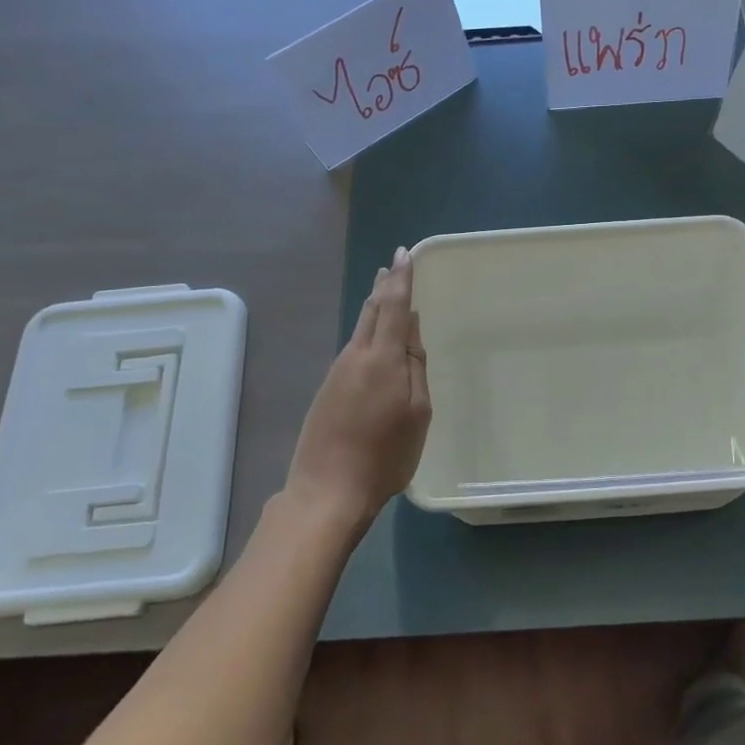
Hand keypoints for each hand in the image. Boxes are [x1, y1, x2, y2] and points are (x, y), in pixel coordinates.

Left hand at [284, 247, 431, 530]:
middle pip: (371, 311)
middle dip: (384, 286)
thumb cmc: (384, 455)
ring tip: (385, 291)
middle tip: (393, 265)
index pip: (393, 307)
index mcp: (382, 358)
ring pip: (360, 328)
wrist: (327, 490)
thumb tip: (411, 332)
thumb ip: (415, 368)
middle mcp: (355, 356)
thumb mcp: (417, 413)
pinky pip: (353, 348)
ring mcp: (337, 372)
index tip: (405, 254)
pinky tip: (372, 337)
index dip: (401, 279)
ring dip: (374, 307)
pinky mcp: (328, 389)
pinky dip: (366, 332)